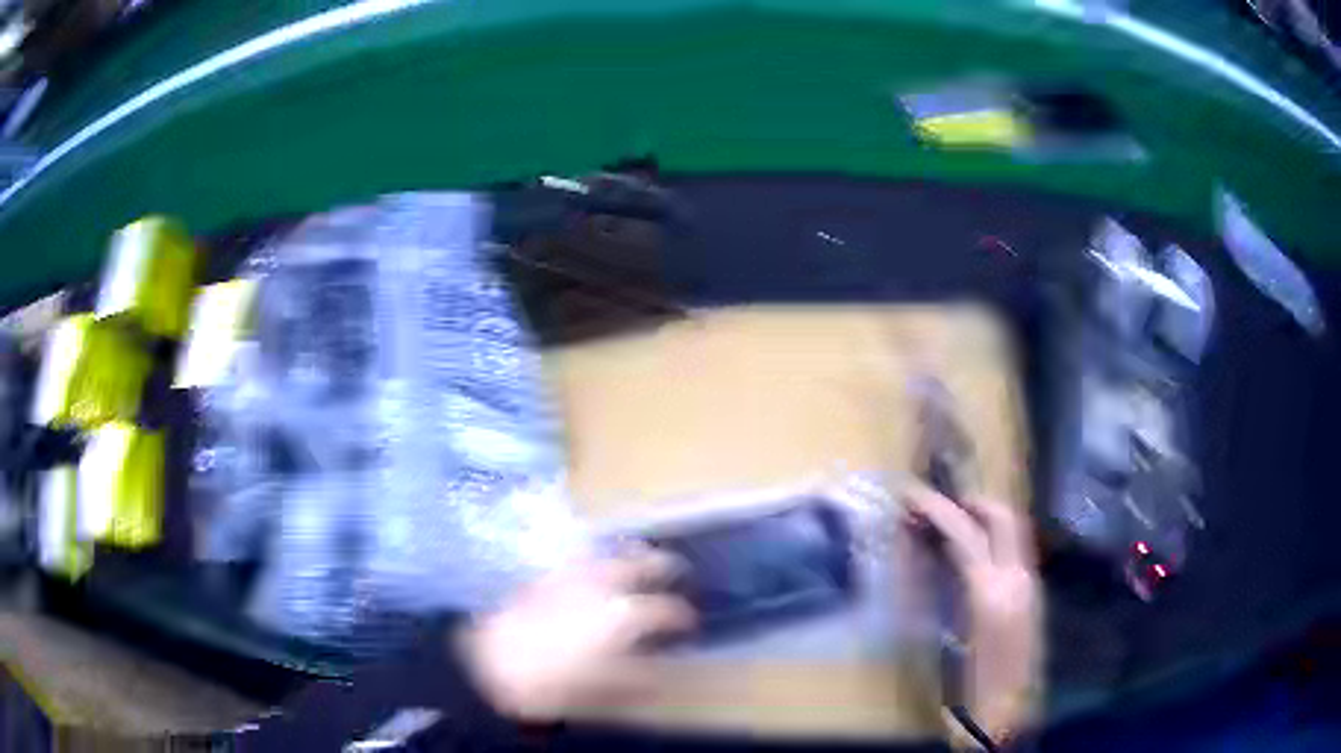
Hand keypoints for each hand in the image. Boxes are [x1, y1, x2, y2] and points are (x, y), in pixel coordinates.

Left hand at [459, 550, 695, 721]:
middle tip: (677, 569)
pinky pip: (577, 556)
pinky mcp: (543, 574)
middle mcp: (600, 585)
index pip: (666, 610)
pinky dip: (594, 556)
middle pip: (642, 564)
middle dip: (664, 566)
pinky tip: (593, 563)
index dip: (684, 617)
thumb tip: (665, 670)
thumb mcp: (603, 690)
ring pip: (608, 553)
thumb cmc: (549, 684)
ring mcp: (569, 575)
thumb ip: (640, 678)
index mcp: (621, 616)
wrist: (488, 662)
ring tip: (640, 555)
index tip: (690, 625)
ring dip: (630, 553)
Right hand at [905, 487, 1042, 743]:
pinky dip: (992, 541)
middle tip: (936, 508)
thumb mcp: (943, 639)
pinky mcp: (1031, 596)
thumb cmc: (966, 686)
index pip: (964, 532)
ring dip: (983, 519)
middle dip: (969, 503)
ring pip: (1013, 531)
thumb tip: (921, 554)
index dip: (935, 509)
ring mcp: (1028, 585)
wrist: (1006, 714)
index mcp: (990, 592)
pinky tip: (969, 559)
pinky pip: (1013, 552)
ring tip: (949, 527)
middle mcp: (1017, 578)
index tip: (910, 495)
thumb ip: (936, 590)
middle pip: (1002, 517)